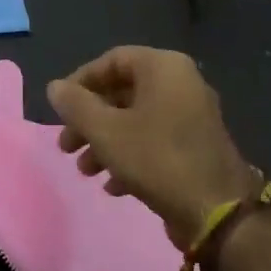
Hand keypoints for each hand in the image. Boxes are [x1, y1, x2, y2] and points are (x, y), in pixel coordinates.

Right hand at [46, 46, 258, 249]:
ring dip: (105, 142)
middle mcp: (181, 83)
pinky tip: (113, 186)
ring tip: (85, 170)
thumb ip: (75, 105)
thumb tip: (55, 87)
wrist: (215, 210)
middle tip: (66, 145)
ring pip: (136, 120)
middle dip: (89, 120)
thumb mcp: (105, 131)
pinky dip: (130, 156)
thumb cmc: (156, 159)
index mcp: (163, 68)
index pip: (112, 60)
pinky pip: (154, 140)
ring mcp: (192, 115)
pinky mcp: (196, 146)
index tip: (59, 108)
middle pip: (122, 92)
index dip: (80, 82)